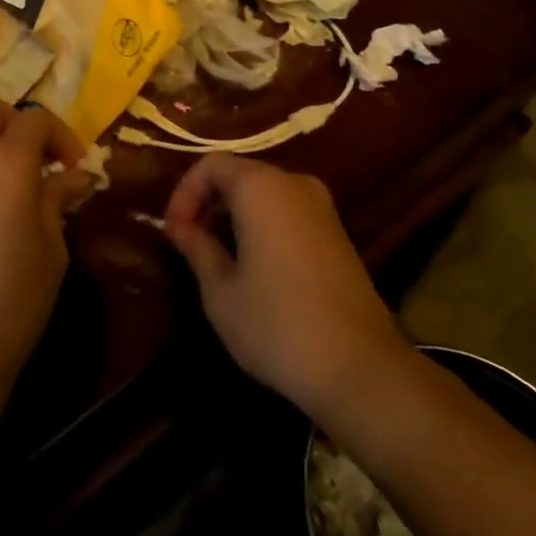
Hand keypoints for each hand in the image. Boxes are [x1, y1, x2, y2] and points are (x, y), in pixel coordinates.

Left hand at [0, 97, 91, 394]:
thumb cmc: (13, 298)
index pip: (34, 118)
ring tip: (26, 192)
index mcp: (6, 163)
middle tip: (41, 158)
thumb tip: (73, 177)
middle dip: (17, 120)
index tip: (76, 167)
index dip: (61, 134)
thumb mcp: (52, 249)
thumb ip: (58, 201)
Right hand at [164, 155, 406, 423]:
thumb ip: (197, 248)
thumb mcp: (220, 291)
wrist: (361, 370)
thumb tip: (181, 228)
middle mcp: (295, 184)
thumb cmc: (277, 325)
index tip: (174, 233)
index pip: (211, 164)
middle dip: (208, 202)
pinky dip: (262, 225)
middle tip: (189, 242)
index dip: (184, 193)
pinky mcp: (338, 234)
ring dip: (235, 215)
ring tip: (216, 256)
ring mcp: (322, 208)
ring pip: (265, 194)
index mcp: (261, 187)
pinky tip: (254, 266)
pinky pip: (288, 212)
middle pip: (240, 174)